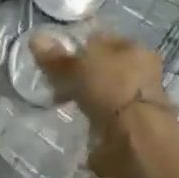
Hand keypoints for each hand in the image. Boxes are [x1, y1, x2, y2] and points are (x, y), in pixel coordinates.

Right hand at [29, 31, 173, 176]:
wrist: (137, 138)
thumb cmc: (110, 90)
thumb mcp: (76, 69)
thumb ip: (56, 58)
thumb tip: (36, 38)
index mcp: (134, 48)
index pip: (102, 40)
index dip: (78, 47)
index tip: (57, 59)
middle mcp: (143, 70)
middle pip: (105, 67)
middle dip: (83, 75)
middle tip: (58, 83)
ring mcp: (140, 99)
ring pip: (106, 91)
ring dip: (89, 97)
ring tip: (66, 103)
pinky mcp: (135, 125)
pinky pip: (108, 114)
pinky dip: (95, 117)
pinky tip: (81, 121)